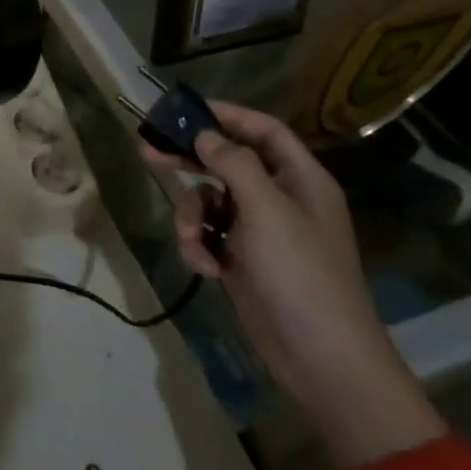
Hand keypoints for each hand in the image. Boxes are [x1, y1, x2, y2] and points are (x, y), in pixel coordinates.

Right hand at [141, 101, 443, 469]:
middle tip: (148, 150)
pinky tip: (205, 267)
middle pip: (228, 162)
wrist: (322, 359)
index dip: (228, 115)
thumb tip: (205, 135)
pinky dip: (200, 246)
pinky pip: (209, 236)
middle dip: (190, 160)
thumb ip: (234, 164)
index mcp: (299, 179)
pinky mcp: (242, 260)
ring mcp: (260, 232)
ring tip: (191, 240)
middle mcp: (280, 198)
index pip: (263, 130)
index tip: (187, 110)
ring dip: (192, 217)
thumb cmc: (300, 274)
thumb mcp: (267, 211)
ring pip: (210, 201)